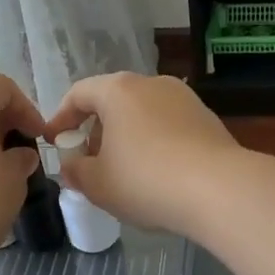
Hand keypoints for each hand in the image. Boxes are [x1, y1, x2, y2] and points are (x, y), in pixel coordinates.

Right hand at [42, 73, 240, 234]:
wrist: (219, 190)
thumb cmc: (146, 180)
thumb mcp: (97, 184)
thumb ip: (76, 171)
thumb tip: (72, 167)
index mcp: (118, 90)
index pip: (79, 94)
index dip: (61, 118)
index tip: (55, 143)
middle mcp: (152, 84)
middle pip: (113, 102)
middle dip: (96, 131)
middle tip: (89, 162)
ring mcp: (184, 99)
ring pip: (143, 115)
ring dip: (127, 138)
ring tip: (124, 172)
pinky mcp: (208, 120)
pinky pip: (169, 128)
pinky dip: (155, 145)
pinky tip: (158, 175)